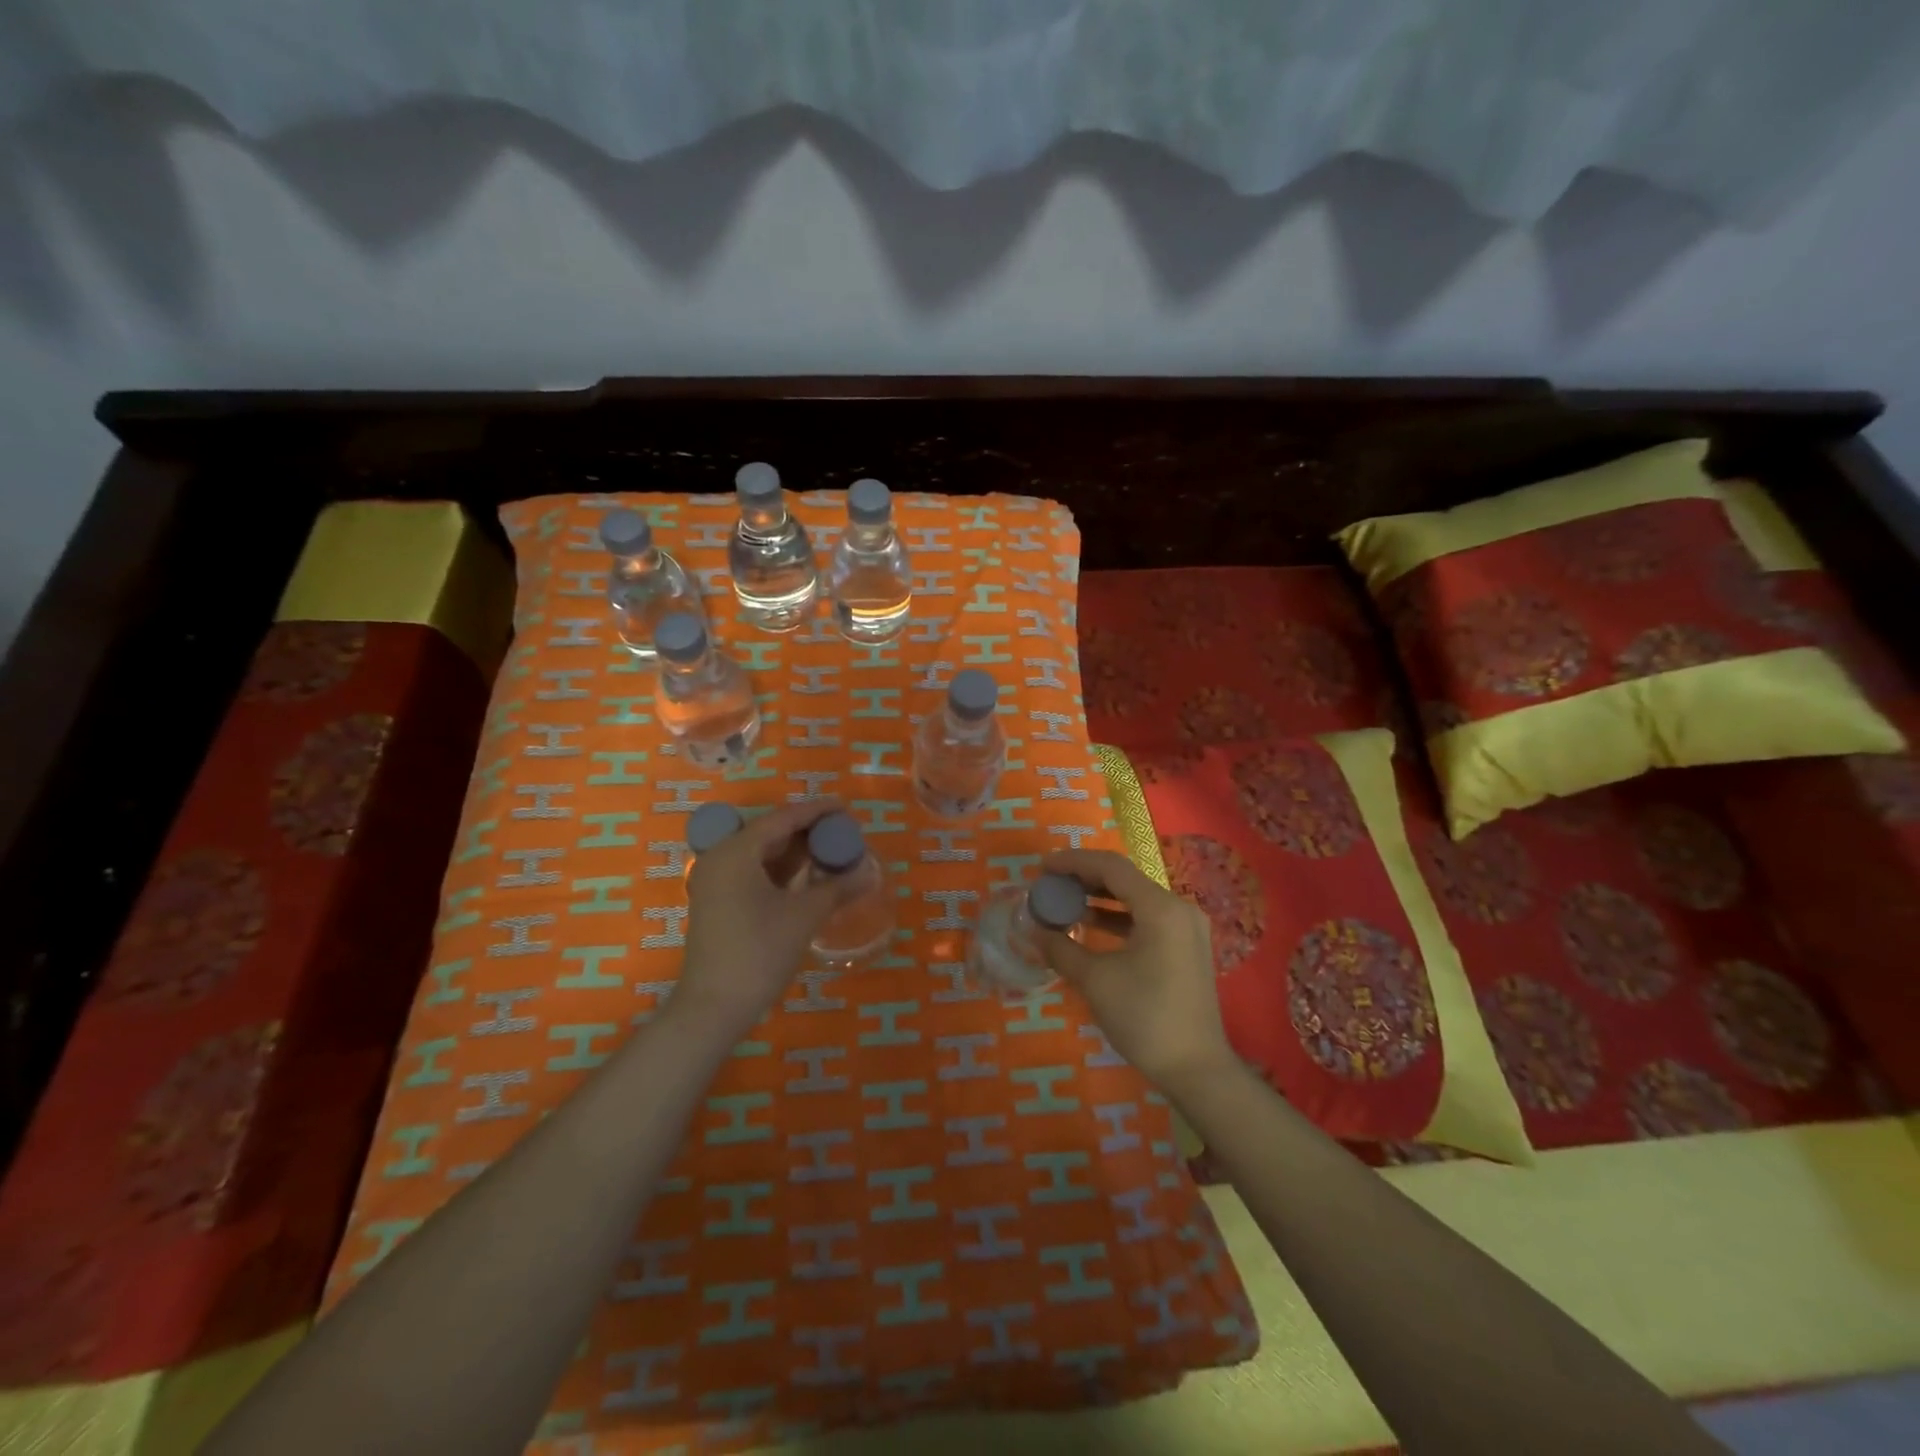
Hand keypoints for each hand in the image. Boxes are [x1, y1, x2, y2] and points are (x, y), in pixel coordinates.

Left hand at [676, 800, 861, 1035]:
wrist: (713, 1007)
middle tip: (843, 832)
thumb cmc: (759, 952)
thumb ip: (837, 887)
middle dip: (807, 831)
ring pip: (761, 854)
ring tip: (831, 852)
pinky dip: (781, 871)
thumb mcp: (804, 916)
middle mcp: (720, 858)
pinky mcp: (718, 903)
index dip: (817, 811)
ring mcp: (715, 881)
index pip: (783, 818)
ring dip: (795, 852)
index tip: (846, 808)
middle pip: (770, 833)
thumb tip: (869, 872)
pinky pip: (753, 873)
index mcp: (737, 851)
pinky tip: (808, 878)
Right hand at [1037, 849, 1234, 1092]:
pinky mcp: (1185, 948)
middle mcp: (1178, 908)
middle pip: (1125, 879)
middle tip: (1049, 884)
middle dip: (1084, 878)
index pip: (1111, 867)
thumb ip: (1061, 948)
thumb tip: (1032, 931)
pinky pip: (1146, 919)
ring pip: (1135, 898)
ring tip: (1064, 902)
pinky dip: (1117, 917)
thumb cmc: (1145, 1017)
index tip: (1042, 867)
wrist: (1196, 1069)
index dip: (1073, 862)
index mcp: (1160, 907)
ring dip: (1099, 898)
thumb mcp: (1095, 980)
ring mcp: (1186, 929)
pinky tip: (1090, 925)